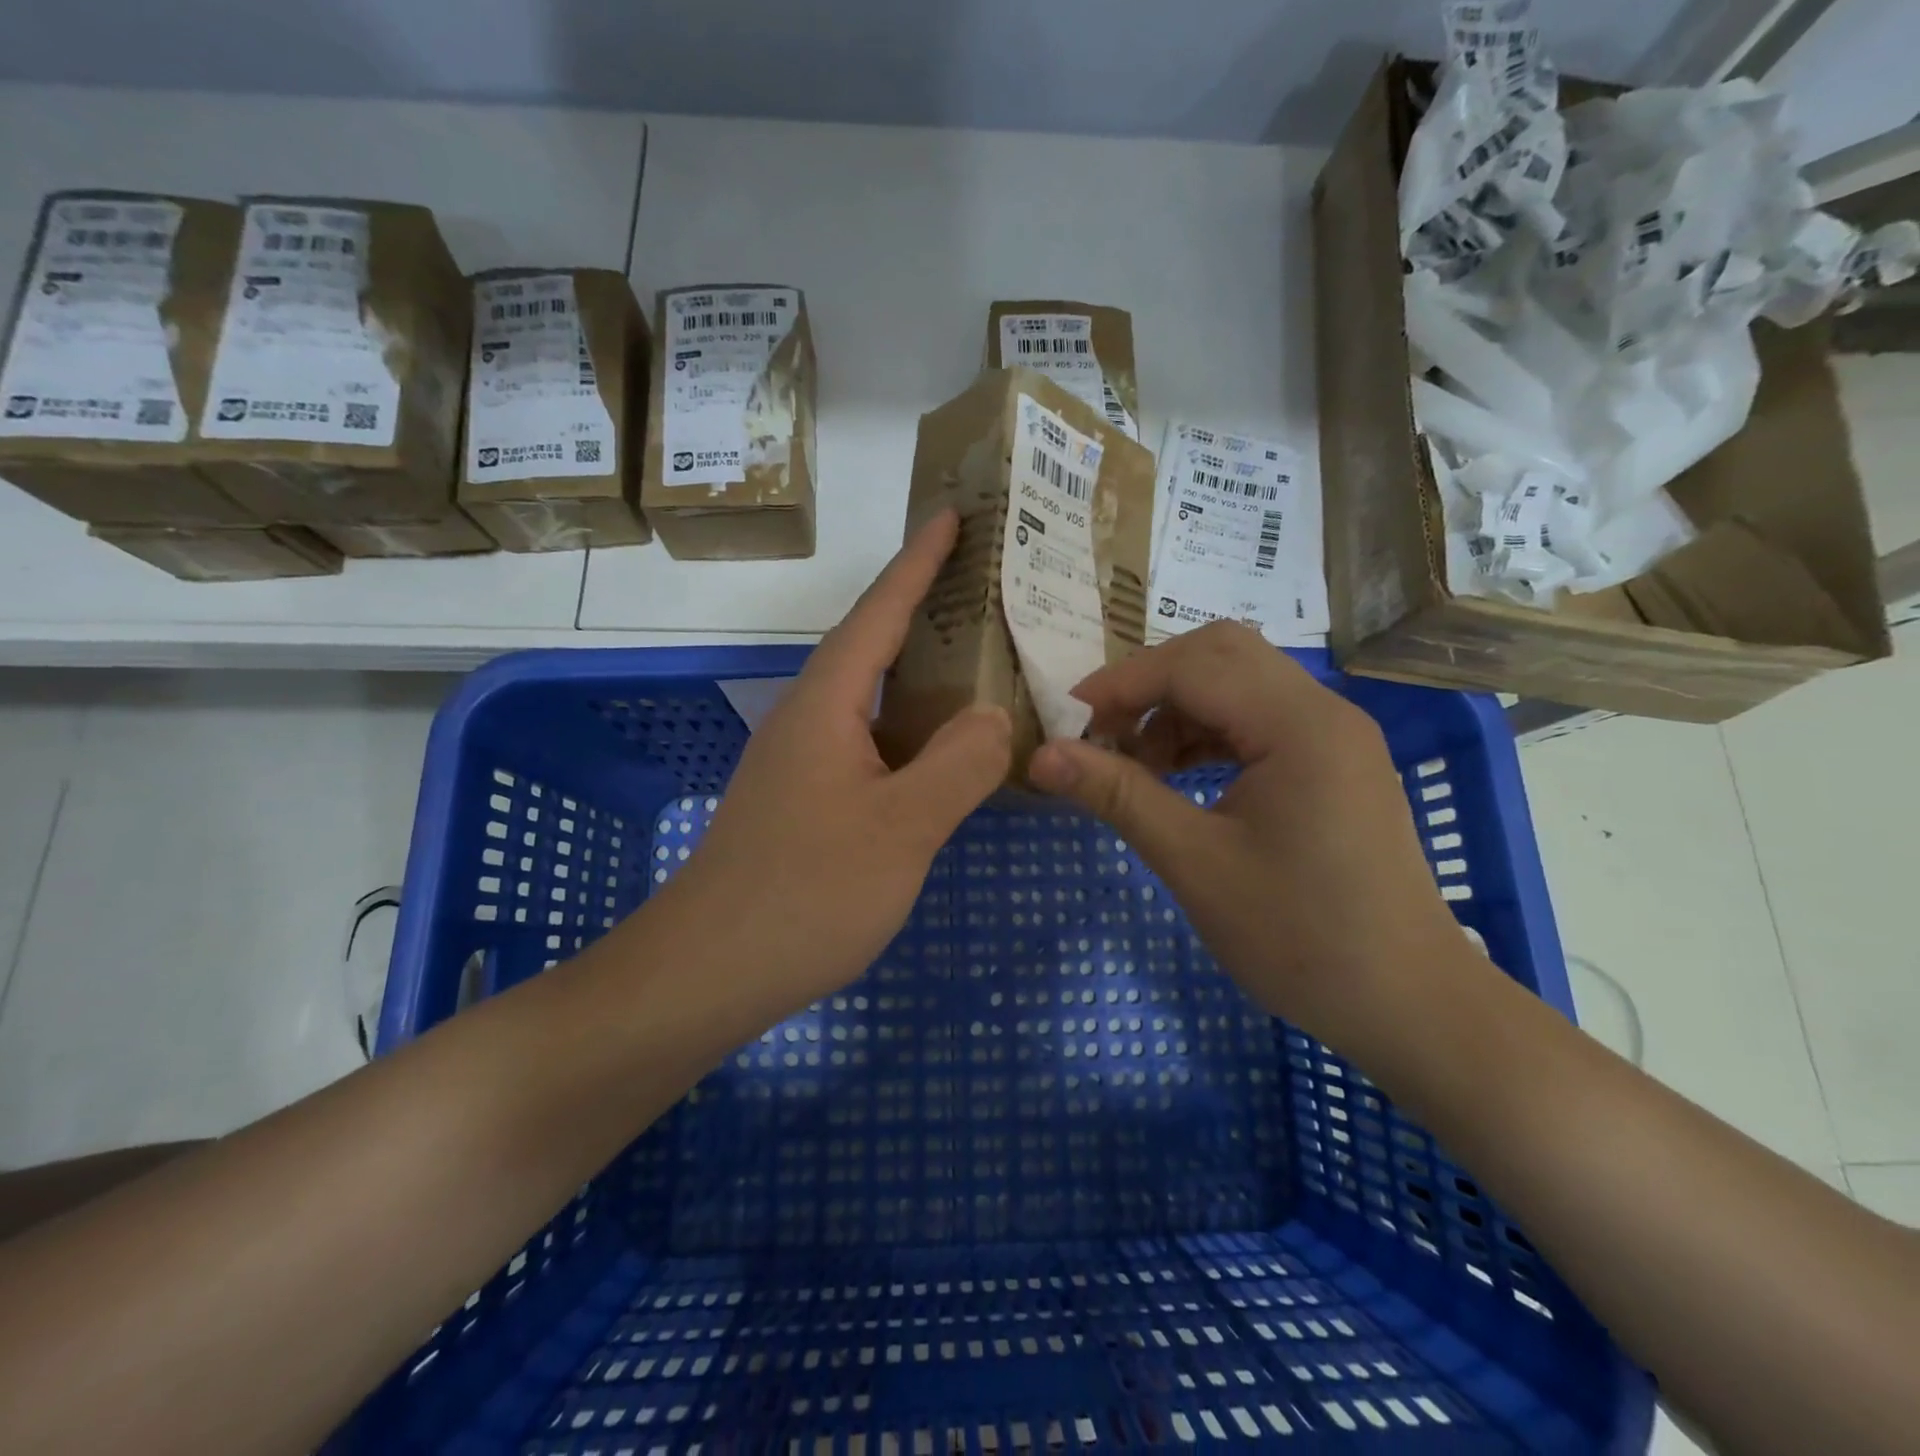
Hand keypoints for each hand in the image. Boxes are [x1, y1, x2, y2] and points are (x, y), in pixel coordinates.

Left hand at [660, 510, 1011, 1022]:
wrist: (710, 971)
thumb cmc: (806, 892)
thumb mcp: (901, 828)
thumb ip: (960, 764)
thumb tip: (996, 715)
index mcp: (827, 704)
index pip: (880, 611)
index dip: (919, 561)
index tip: (952, 515)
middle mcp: (810, 718)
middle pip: (873, 645)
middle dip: (926, 607)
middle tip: (986, 585)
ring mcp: (803, 761)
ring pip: (873, 698)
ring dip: (921, 674)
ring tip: (980, 658)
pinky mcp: (805, 800)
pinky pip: (870, 742)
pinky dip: (911, 730)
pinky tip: (943, 750)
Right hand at [1025, 621, 1460, 1059]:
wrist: (1409, 1004)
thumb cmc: (1301, 938)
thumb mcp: (1195, 864)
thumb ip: (1117, 796)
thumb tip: (1041, 755)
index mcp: (1298, 725)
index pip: (1193, 665)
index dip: (1120, 684)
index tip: (1066, 721)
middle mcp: (1323, 711)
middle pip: (1220, 654)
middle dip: (1149, 684)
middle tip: (1103, 734)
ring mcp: (1333, 735)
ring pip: (1239, 682)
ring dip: (1176, 708)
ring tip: (1135, 765)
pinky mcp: (1333, 762)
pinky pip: (1258, 718)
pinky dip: (1207, 732)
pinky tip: (1177, 776)